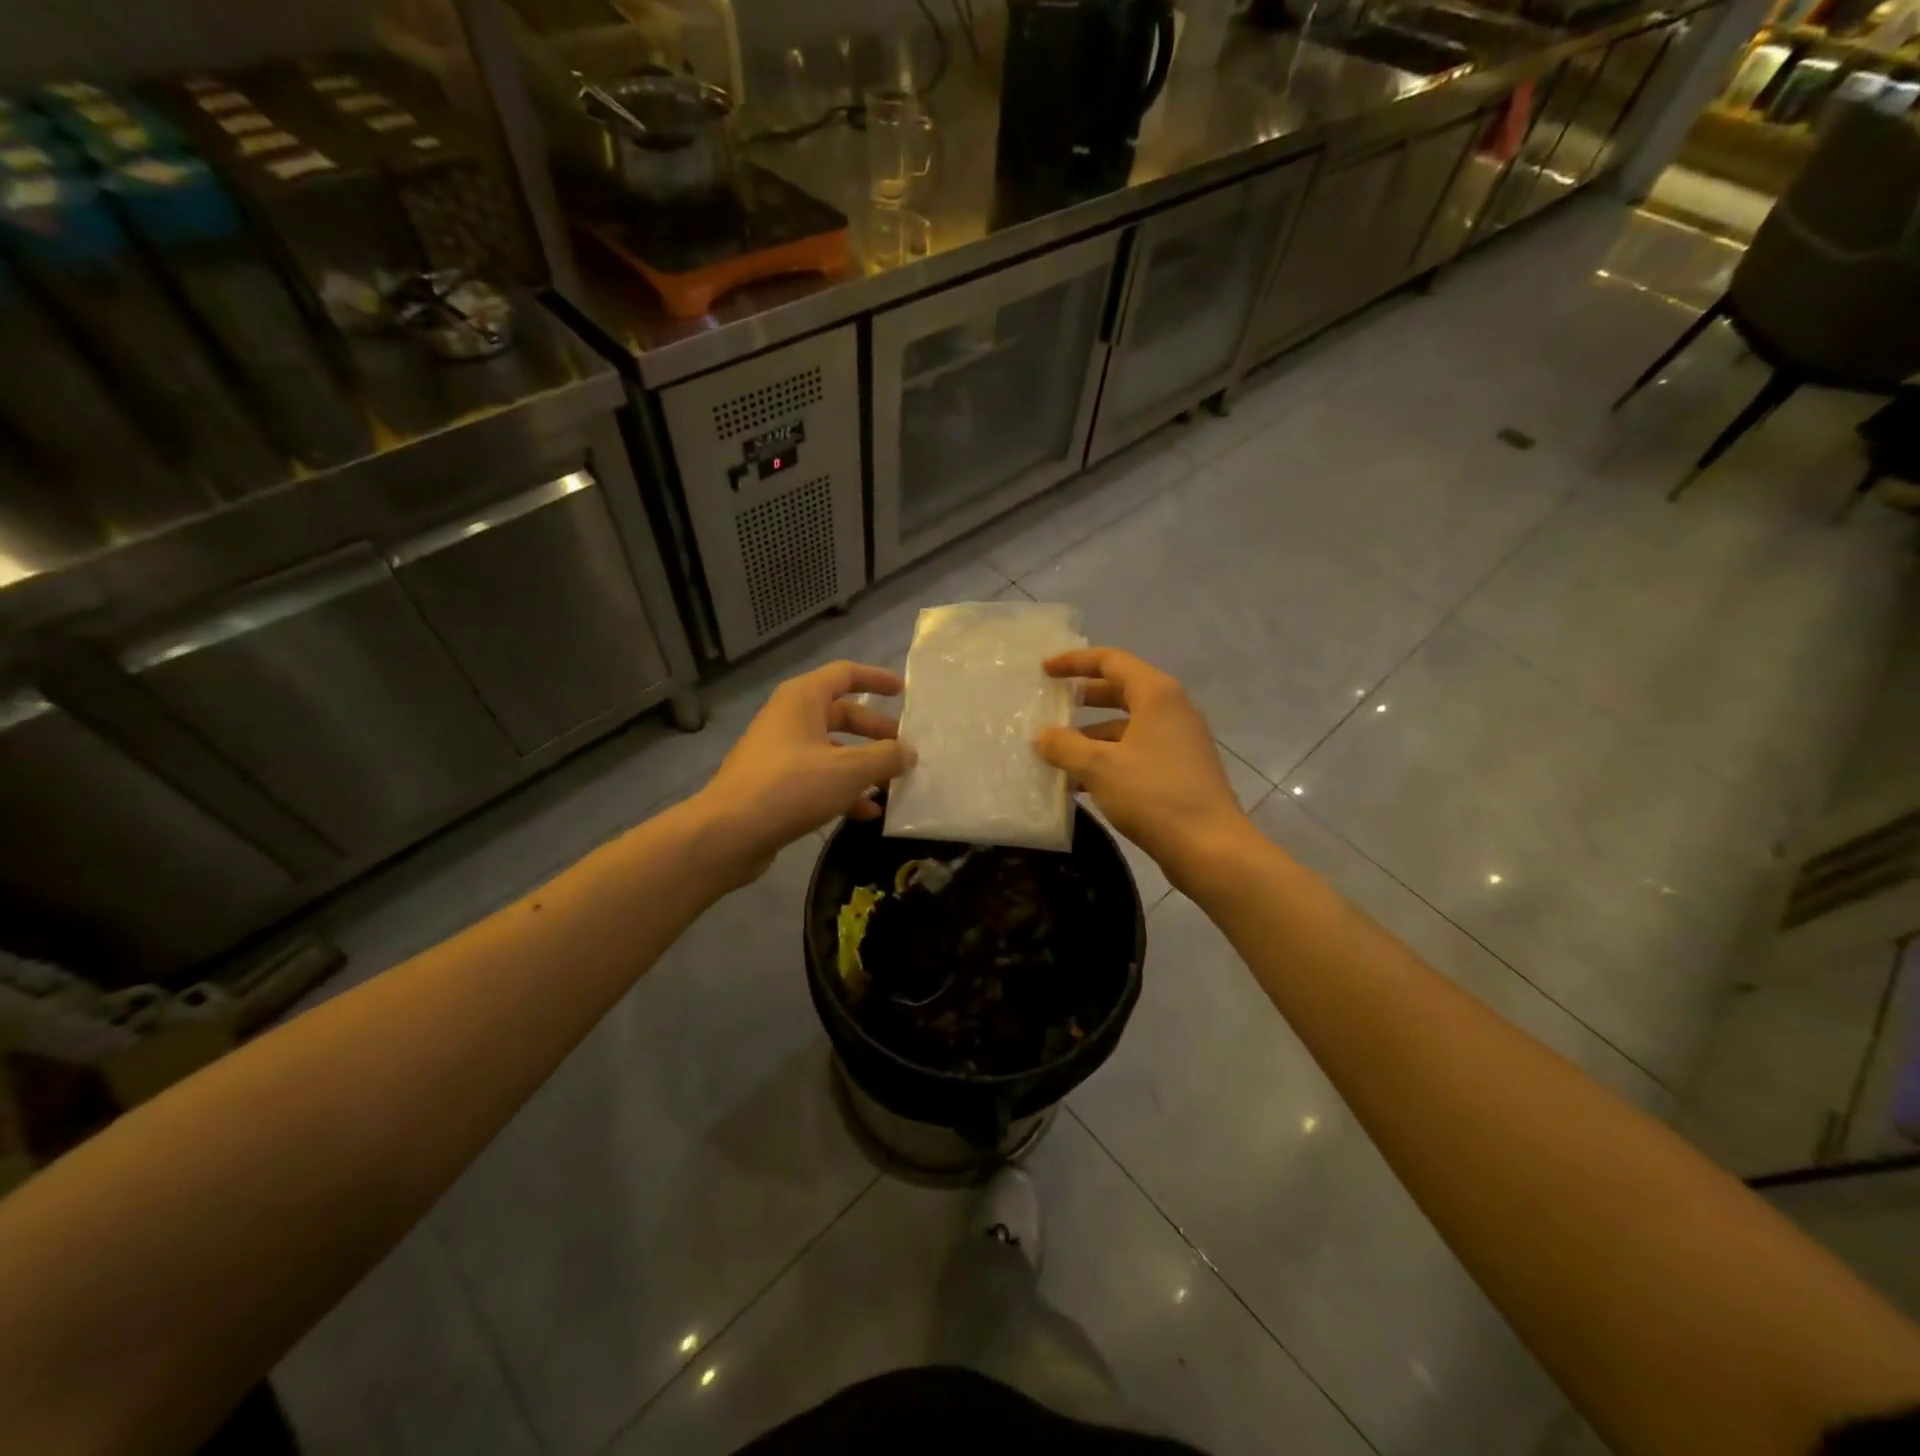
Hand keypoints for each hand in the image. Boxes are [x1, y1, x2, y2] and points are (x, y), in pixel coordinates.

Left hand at [691, 661, 911, 884]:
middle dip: (875, 731)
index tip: (903, 692)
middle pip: (841, 715)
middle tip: (903, 748)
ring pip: (831, 749)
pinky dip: (843, 789)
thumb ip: (886, 757)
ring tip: (892, 784)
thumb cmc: (791, 787)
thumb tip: (909, 752)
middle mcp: (789, 719)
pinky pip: (817, 777)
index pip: (845, 674)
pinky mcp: (774, 784)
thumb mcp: (849, 770)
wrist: (728, 833)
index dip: (876, 679)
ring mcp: (779, 753)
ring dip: (862, 764)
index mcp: (802, 699)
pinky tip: (866, 812)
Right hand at [1035, 648, 1252, 884]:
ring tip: (1057, 752)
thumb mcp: (1099, 767)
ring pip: (1127, 727)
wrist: (1210, 848)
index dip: (1075, 662)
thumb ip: (1064, 746)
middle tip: (1051, 704)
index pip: (1112, 661)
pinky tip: (1080, 783)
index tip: (1044, 670)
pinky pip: (1136, 752)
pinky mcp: (1180, 771)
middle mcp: (1172, 710)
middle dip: (1084, 697)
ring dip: (1092, 735)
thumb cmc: (1153, 795)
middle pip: (1121, 691)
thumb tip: (1041, 735)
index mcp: (1157, 695)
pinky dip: (1108, 759)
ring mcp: (1179, 742)